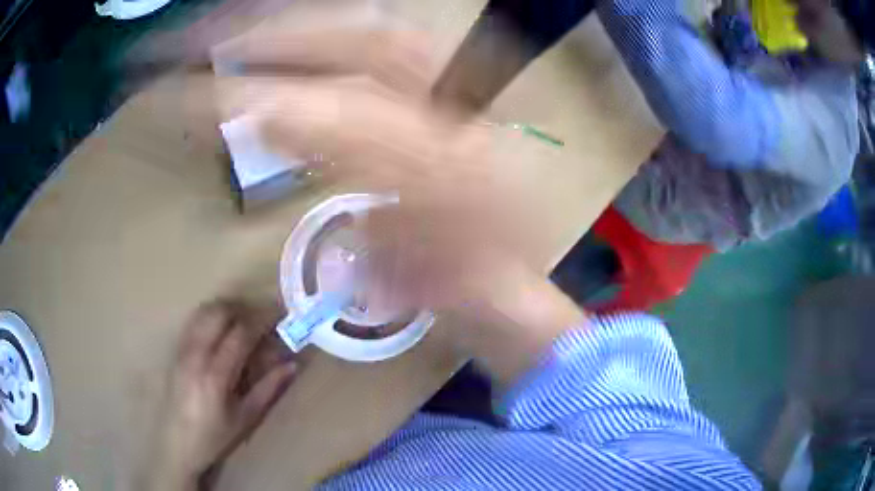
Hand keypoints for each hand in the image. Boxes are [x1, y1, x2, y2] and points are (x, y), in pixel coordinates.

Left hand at [149, 300, 296, 489]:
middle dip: (244, 309)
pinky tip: (221, 329)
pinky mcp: (175, 351)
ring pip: (203, 312)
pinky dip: (210, 316)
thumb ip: (268, 389)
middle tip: (262, 317)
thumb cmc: (215, 436)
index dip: (262, 319)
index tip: (280, 315)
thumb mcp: (246, 418)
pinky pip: (193, 321)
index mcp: (216, 375)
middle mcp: (196, 355)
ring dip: (226, 309)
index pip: (241, 333)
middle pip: (219, 313)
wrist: (177, 444)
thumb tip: (291, 364)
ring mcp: (182, 350)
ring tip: (243, 320)